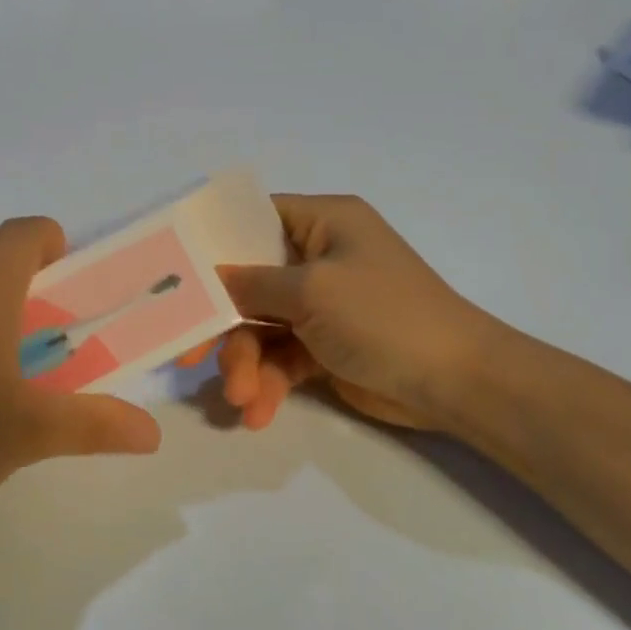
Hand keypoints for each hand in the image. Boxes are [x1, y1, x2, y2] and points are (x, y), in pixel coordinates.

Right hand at [216, 194, 509, 433]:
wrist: (456, 383)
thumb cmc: (385, 316)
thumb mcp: (312, 292)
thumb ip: (251, 285)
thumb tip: (207, 278)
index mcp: (322, 222)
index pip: (253, 217)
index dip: (213, 241)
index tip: (174, 270)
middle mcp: (318, 257)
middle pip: (248, 281)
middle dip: (224, 324)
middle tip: (192, 356)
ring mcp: (321, 304)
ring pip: (260, 327)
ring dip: (246, 364)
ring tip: (243, 399)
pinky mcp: (324, 346)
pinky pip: (281, 358)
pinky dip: (269, 383)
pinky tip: (260, 412)